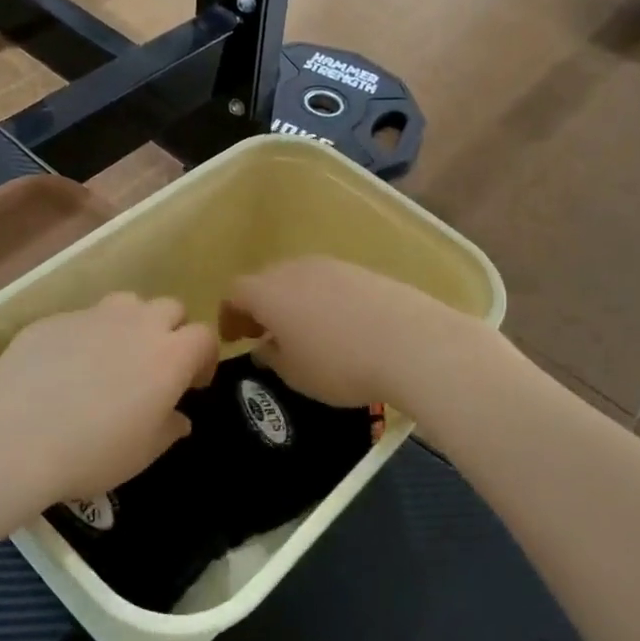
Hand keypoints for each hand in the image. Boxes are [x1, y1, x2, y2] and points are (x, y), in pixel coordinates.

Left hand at [0, 293, 218, 510]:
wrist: (14, 434)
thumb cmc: (93, 451)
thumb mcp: (143, 453)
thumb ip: (169, 429)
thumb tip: (178, 417)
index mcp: (170, 355)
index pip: (204, 337)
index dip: (203, 358)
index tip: (192, 385)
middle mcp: (138, 323)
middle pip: (170, 308)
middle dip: (171, 331)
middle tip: (154, 367)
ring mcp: (93, 315)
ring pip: (127, 303)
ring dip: (131, 324)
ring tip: (112, 358)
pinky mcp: (54, 319)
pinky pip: (82, 320)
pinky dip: (85, 337)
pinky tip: (63, 369)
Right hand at [221, 257, 470, 410]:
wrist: (411, 342)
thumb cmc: (340, 364)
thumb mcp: (295, 374)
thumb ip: (272, 357)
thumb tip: (265, 346)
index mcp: (269, 292)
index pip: (235, 293)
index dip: (229, 315)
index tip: (234, 338)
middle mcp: (295, 269)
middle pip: (266, 280)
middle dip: (260, 306)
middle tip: (264, 334)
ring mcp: (332, 266)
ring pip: (299, 279)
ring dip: (292, 302)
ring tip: (303, 332)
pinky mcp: (362, 271)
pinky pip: (329, 282)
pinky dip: (321, 300)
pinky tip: (338, 327)